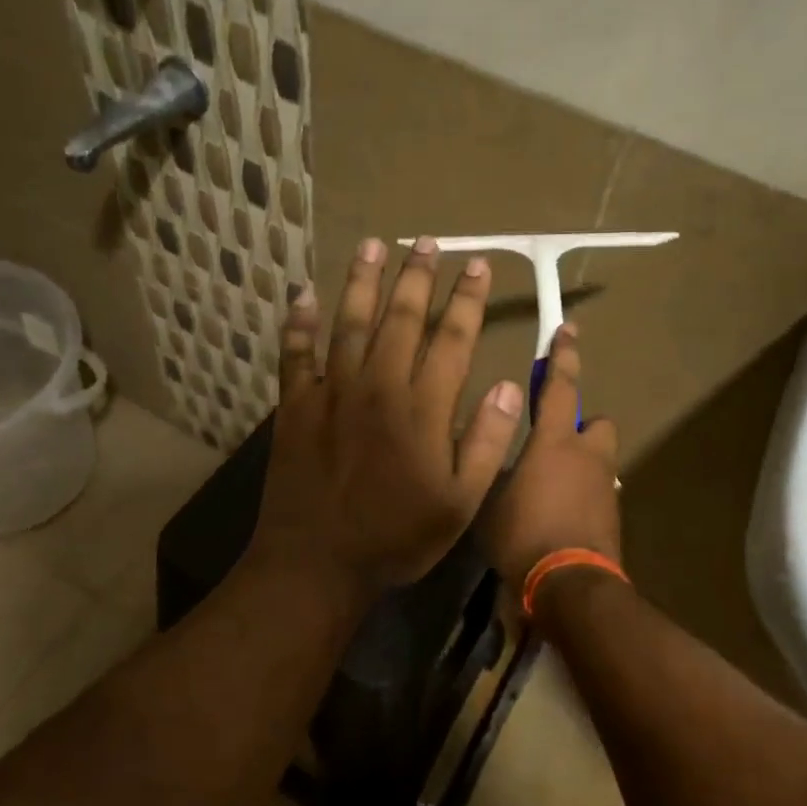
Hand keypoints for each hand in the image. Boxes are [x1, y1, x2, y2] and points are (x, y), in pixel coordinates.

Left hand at [247, 236, 525, 601]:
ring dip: (362, 281)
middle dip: (417, 276)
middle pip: (401, 318)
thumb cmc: (396, 537)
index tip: (478, 266)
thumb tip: (511, 386)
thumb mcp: (460, 502)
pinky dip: (299, 323)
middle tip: (428, 242)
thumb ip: (486, 441)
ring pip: (349, 322)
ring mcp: (332, 392)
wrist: (317, 563)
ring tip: (372, 245)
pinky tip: (302, 295)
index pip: (452, 338)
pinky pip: (296, 354)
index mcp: (423, 408)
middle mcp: (378, 386)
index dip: (467, 299)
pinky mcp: (295, 406)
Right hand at [480, 324, 621, 584]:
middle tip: (554, 448)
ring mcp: (607, 488)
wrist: (570, 587)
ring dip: (581, 467)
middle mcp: (589, 458)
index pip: (561, 387)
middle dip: (583, 429)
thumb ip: (498, 470)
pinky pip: (598, 494)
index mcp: (556, 443)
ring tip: (548, 493)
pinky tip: (558, 520)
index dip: (563, 357)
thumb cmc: (523, 535)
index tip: (568, 330)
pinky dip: (583, 498)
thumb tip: (501, 460)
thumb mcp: (492, 499)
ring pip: (600, 462)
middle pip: (599, 425)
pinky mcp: (614, 518)